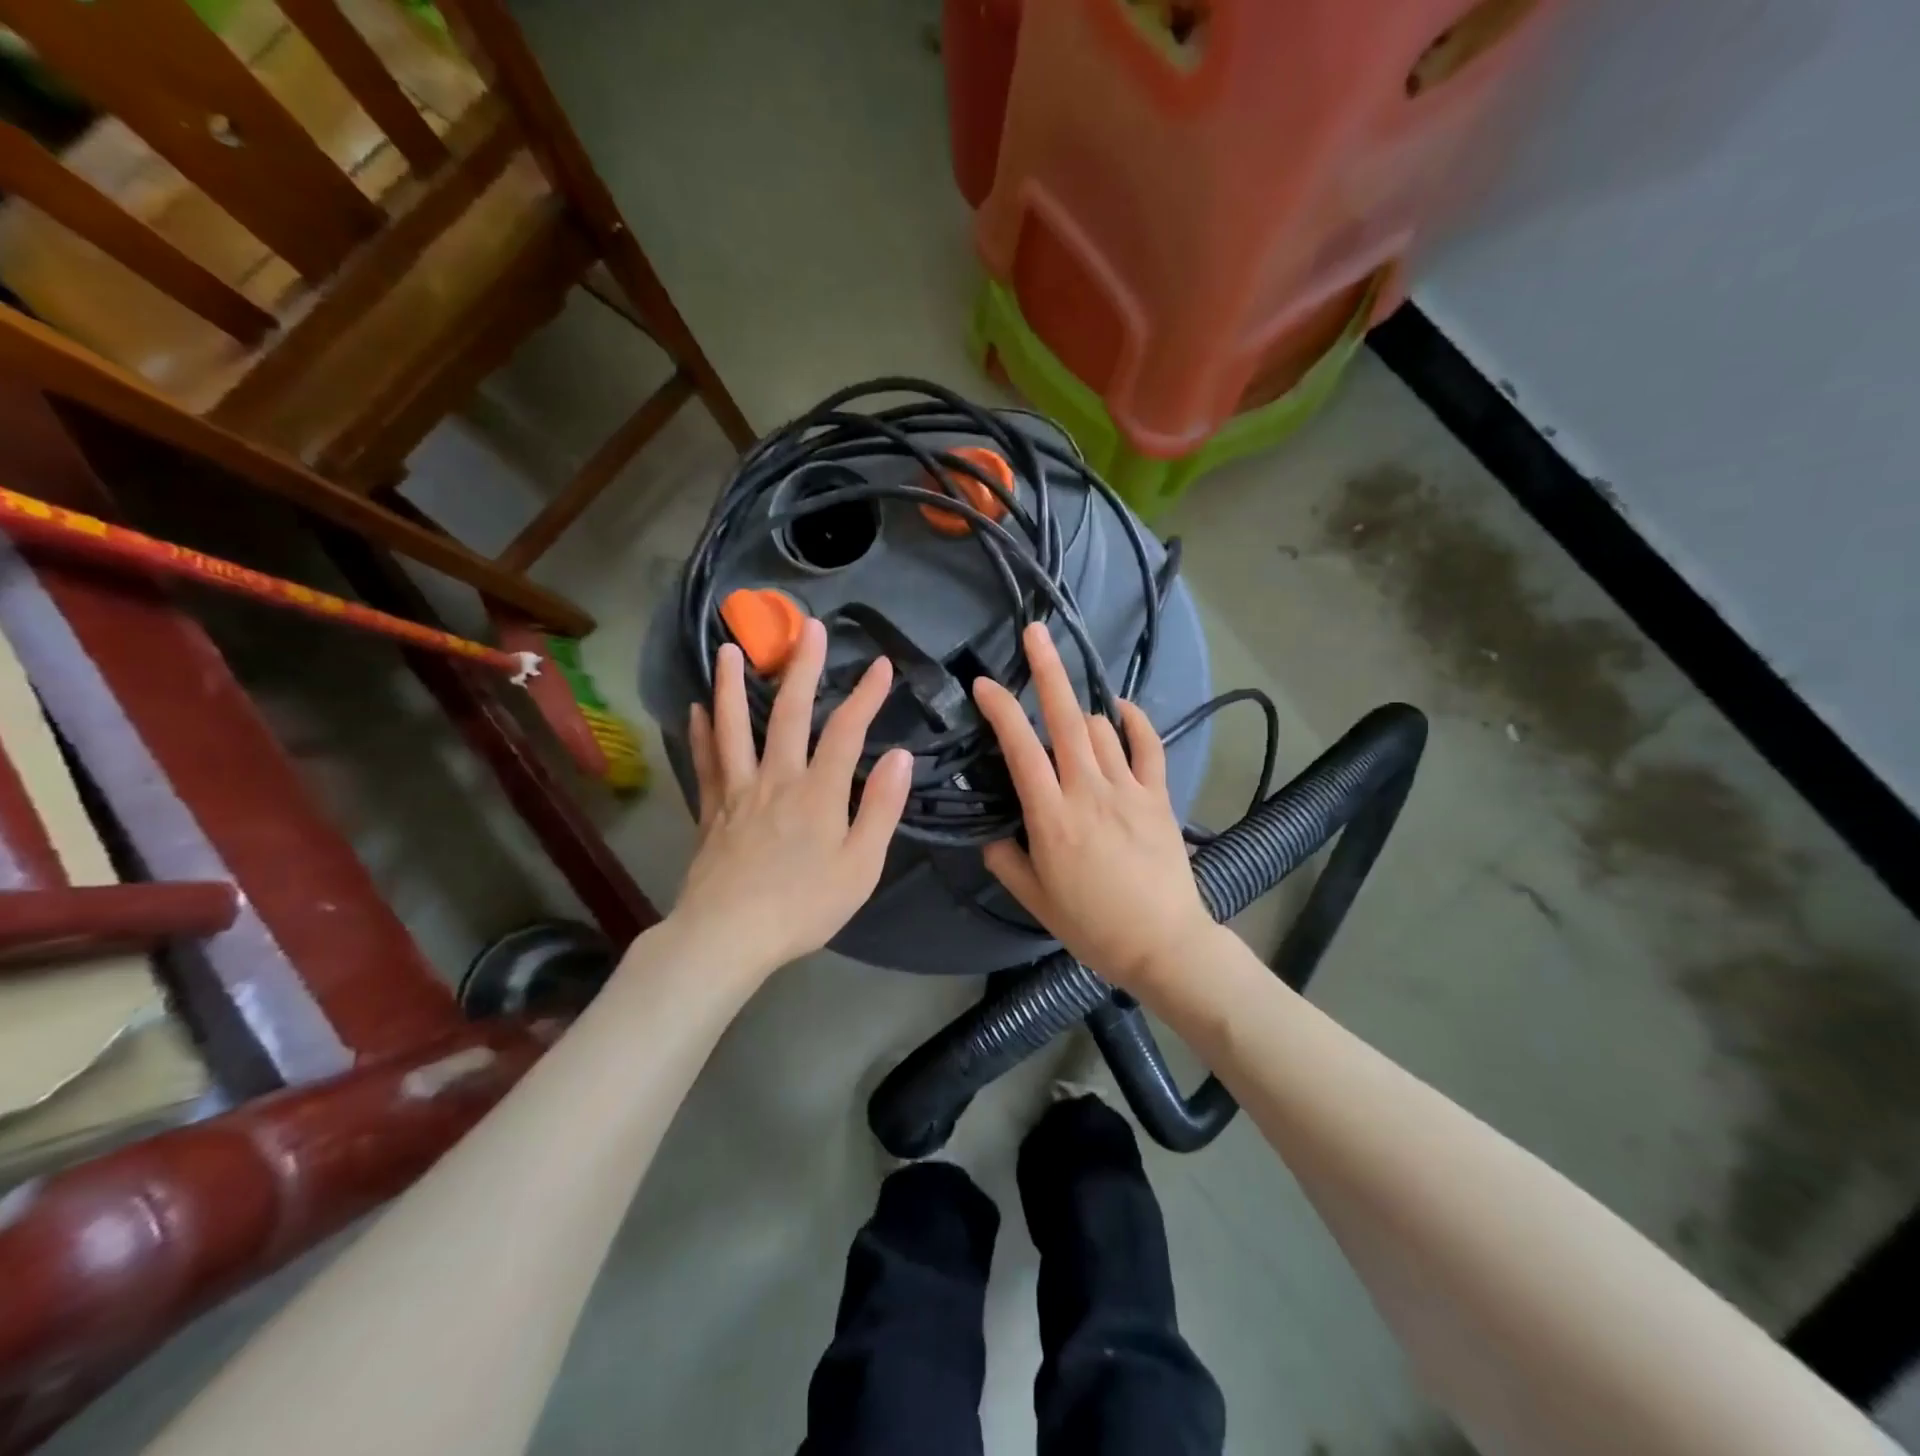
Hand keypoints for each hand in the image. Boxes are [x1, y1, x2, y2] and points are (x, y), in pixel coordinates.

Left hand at [671, 620, 912, 979]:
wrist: (728, 936)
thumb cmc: (804, 906)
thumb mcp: (861, 866)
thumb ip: (881, 808)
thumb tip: (901, 756)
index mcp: (818, 792)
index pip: (847, 730)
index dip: (866, 695)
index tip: (882, 665)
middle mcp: (776, 778)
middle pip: (788, 712)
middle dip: (802, 666)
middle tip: (808, 627)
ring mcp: (737, 791)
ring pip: (734, 726)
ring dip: (733, 684)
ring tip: (730, 648)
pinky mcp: (710, 810)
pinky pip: (705, 761)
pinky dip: (702, 732)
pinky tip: (697, 709)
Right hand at [972, 623, 1213, 992]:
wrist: (1163, 944)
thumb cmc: (1092, 926)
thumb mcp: (1035, 899)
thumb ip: (1006, 860)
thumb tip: (991, 832)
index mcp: (1052, 816)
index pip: (1020, 748)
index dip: (1000, 709)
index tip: (982, 685)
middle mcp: (1089, 790)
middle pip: (1064, 718)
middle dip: (1047, 670)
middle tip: (1034, 633)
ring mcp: (1128, 789)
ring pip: (1099, 727)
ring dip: (1078, 711)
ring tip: (1065, 715)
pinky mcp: (1158, 795)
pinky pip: (1147, 745)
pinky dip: (1134, 721)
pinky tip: (1120, 710)